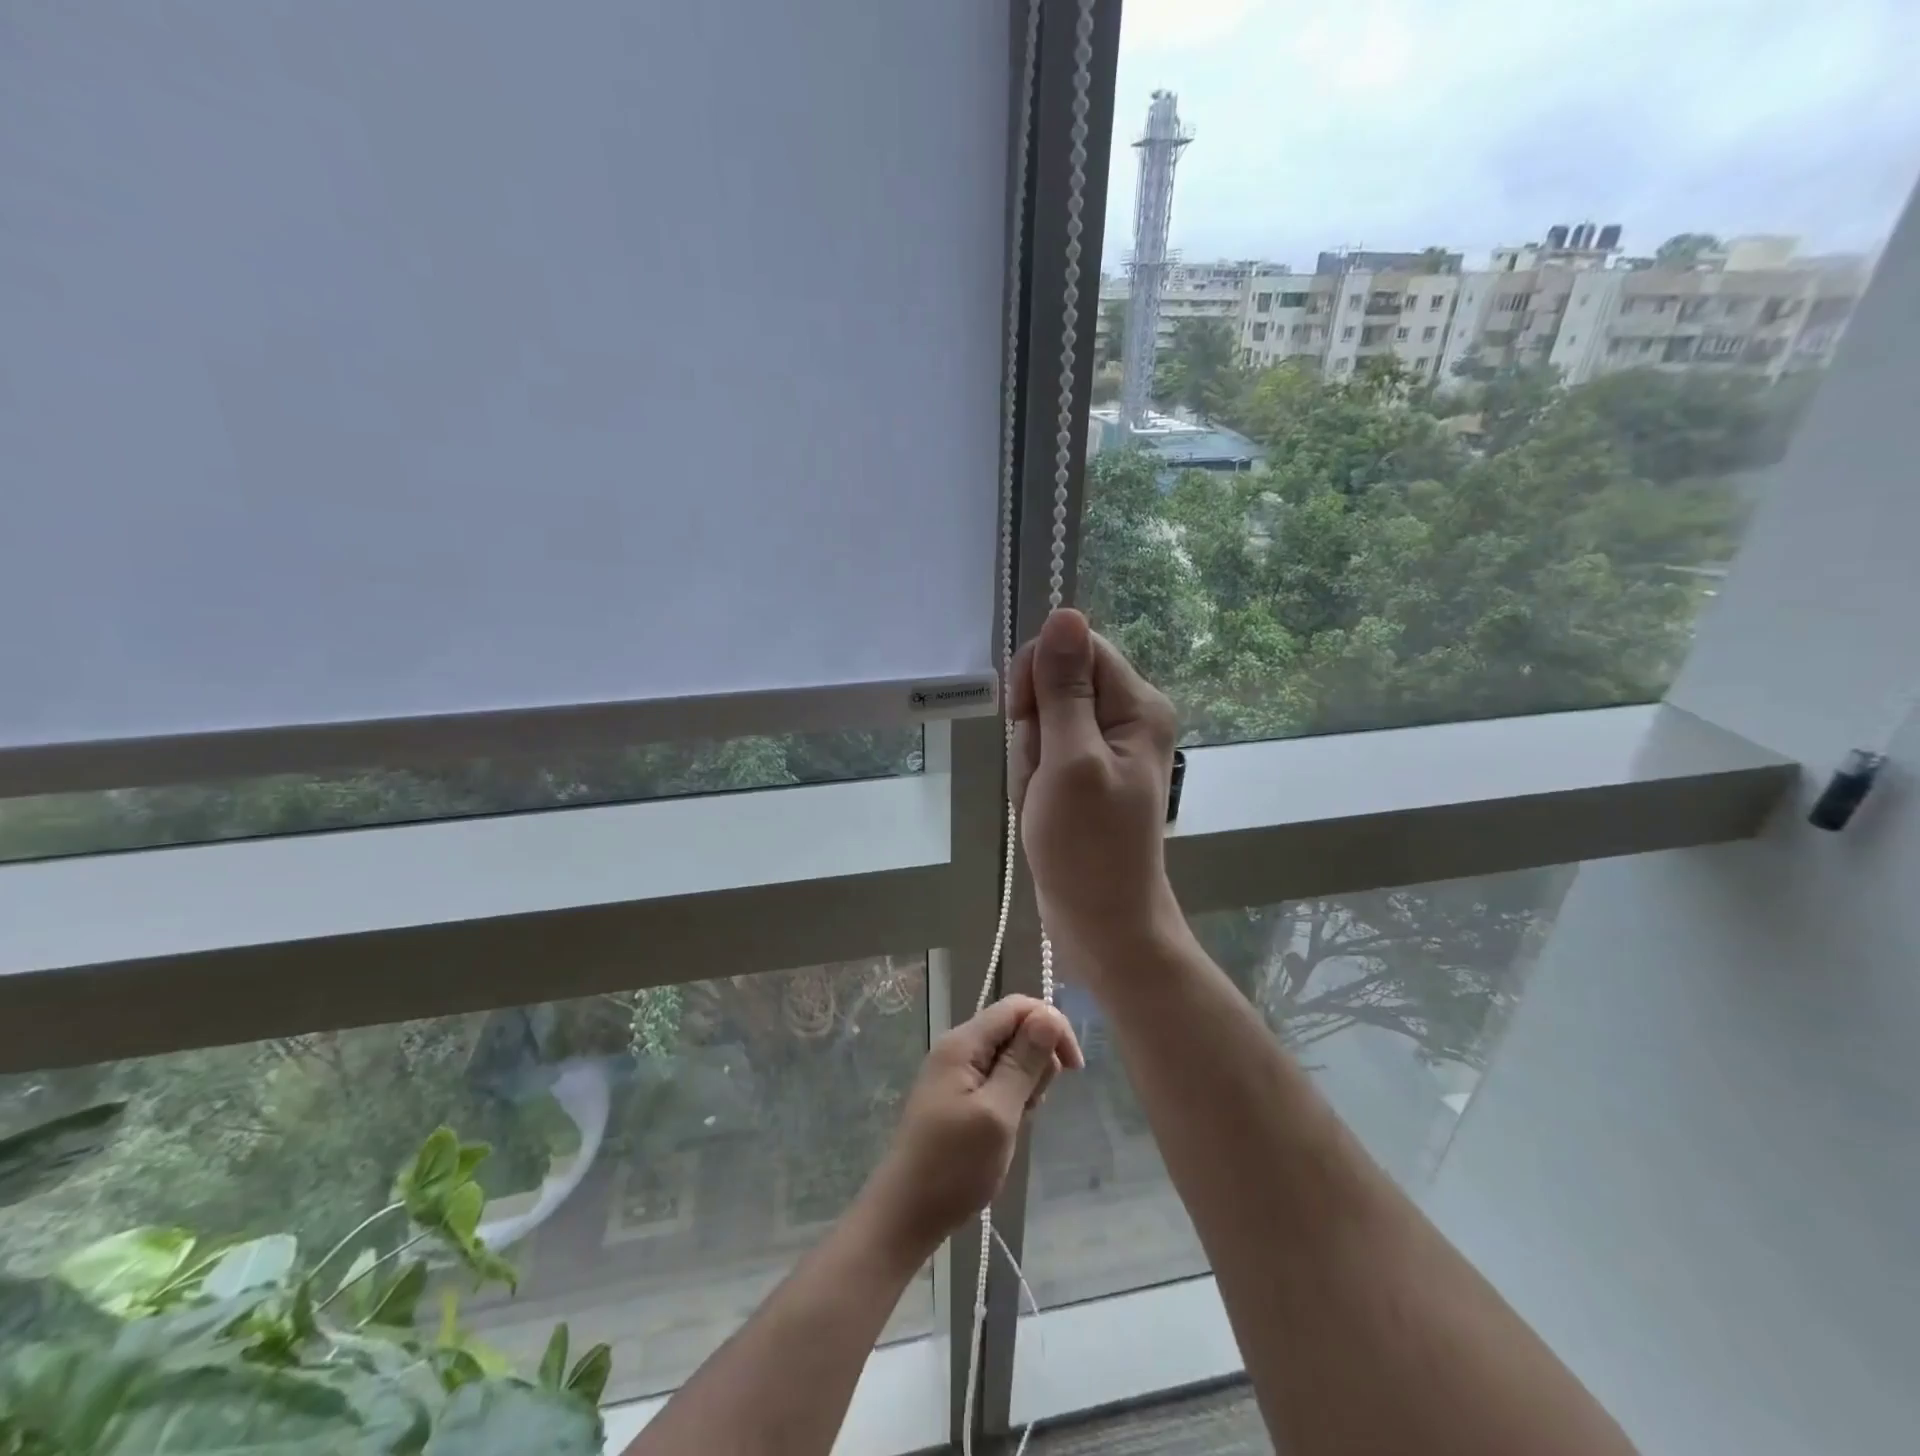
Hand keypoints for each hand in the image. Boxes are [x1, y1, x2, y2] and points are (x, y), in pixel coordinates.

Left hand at [861, 996, 1082, 1260]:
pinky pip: (996, 1079)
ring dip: (1026, 1081)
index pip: (1017, 1007)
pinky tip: (1008, 1126)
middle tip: (1033, 1104)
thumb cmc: (953, 1166)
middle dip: (1038, 1058)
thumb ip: (1023, 1063)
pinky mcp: (957, 1096)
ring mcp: (955, 1072)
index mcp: (963, 1042)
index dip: (1051, 1025)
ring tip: (1018, 1120)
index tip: (1074, 1068)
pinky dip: (1012, 1096)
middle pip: (1014, 1028)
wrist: (905, 1215)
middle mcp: (958, 1048)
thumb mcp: (997, 1114)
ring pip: (1009, 1056)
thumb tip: (1048, 1015)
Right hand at [1009, 608, 1181, 971]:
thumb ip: (1065, 688)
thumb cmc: (1087, 847)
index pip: (1078, 648)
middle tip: (1044, 775)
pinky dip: (1032, 778)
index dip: (1041, 676)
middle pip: (1056, 684)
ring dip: (1030, 760)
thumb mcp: (1071, 760)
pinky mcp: (1084, 772)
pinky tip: (1041, 809)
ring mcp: (1103, 747)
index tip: (1026, 718)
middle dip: (1034, 728)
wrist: (1099, 921)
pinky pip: (1043, 752)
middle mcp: (1126, 717)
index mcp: (1137, 705)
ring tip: (1044, 800)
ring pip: (1042, 721)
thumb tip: (1065, 614)